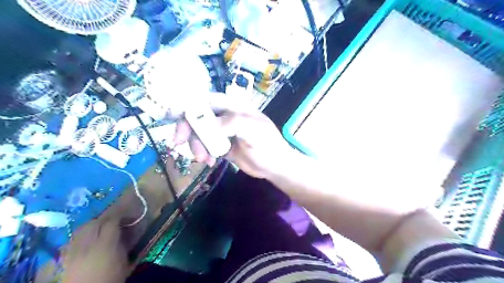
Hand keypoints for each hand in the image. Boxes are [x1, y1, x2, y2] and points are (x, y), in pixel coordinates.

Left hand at [61, 219, 127, 282]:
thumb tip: (123, 233)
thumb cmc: (110, 279)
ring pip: (80, 229)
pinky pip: (71, 240)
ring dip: (91, 225)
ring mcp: (73, 251)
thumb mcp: (123, 262)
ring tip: (99, 228)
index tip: (125, 216)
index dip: (119, 216)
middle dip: (104, 219)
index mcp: (105, 244)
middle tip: (113, 221)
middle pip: (94, 223)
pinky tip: (85, 241)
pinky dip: (80, 236)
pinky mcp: (63, 258)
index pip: (111, 222)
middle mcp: (87, 244)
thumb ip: (123, 245)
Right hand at [173, 92, 293, 178]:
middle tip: (179, 145)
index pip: (207, 101)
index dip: (189, 108)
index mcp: (234, 107)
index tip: (175, 120)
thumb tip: (208, 125)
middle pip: (199, 117)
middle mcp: (226, 116)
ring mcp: (223, 131)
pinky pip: (206, 145)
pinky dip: (203, 153)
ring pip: (200, 133)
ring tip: (203, 159)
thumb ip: (233, 123)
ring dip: (196, 145)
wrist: (275, 166)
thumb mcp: (254, 132)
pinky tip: (209, 162)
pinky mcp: (222, 145)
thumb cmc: (269, 145)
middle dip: (188, 130)